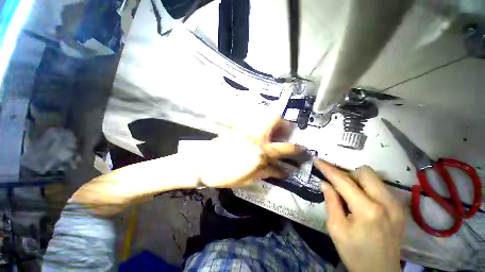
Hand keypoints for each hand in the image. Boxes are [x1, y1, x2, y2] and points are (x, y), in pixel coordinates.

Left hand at [193, 117, 302, 187]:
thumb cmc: (226, 176)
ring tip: (273, 129)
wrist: (202, 165)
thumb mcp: (250, 179)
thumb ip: (268, 172)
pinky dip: (260, 121)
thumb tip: (283, 171)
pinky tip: (258, 130)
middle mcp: (254, 136)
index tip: (302, 149)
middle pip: (274, 120)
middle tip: (287, 131)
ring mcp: (244, 129)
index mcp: (260, 152)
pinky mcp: (236, 126)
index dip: (297, 149)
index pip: (284, 148)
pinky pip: (252, 119)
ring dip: (273, 120)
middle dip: (285, 124)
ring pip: (263, 115)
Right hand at [315, 159, 404, 271]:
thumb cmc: (354, 252)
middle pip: (364, 172)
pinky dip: (367, 188)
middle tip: (338, 185)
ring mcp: (396, 205)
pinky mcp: (400, 208)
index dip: (328, 169)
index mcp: (368, 210)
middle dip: (348, 174)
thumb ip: (331, 202)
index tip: (317, 160)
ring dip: (358, 181)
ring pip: (374, 178)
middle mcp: (386, 202)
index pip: (343, 181)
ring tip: (350, 195)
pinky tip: (362, 201)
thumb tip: (325, 183)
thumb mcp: (336, 228)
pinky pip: (380, 187)